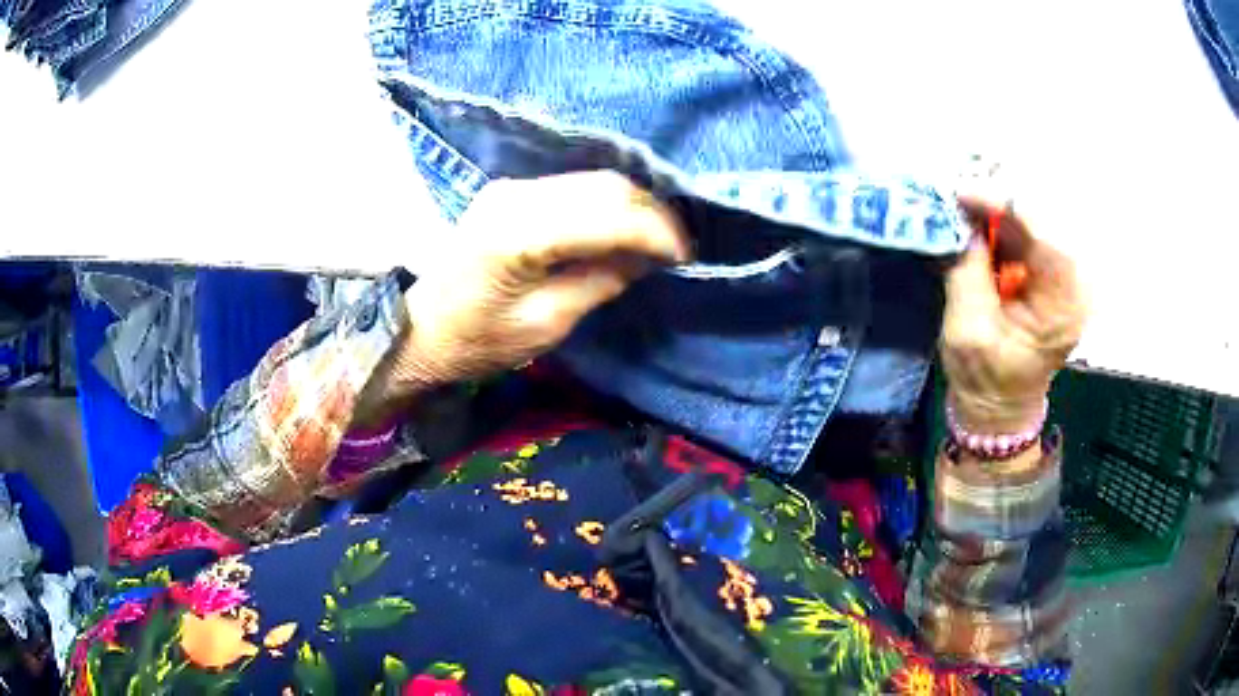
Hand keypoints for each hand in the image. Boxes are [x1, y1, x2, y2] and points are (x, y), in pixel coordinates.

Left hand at [389, 170, 689, 391]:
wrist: (419, 329)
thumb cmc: (476, 341)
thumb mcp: (546, 325)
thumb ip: (600, 282)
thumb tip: (647, 257)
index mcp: (519, 233)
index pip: (608, 214)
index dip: (656, 231)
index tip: (686, 256)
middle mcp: (517, 194)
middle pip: (605, 186)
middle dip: (652, 213)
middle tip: (678, 248)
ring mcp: (512, 187)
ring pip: (593, 181)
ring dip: (633, 206)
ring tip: (657, 240)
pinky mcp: (512, 191)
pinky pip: (574, 187)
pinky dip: (607, 205)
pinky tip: (621, 229)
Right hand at [941, 195, 1086, 434]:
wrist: (999, 406)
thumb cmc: (984, 379)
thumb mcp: (967, 329)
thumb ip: (967, 269)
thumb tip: (960, 218)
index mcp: (1063, 307)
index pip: (1046, 236)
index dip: (1004, 204)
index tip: (962, 192)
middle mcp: (1075, 285)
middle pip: (1043, 220)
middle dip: (1000, 201)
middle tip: (959, 194)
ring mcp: (1066, 277)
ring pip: (1035, 220)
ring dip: (998, 209)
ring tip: (962, 204)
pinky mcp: (1051, 273)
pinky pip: (1029, 232)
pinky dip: (1001, 222)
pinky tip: (977, 220)